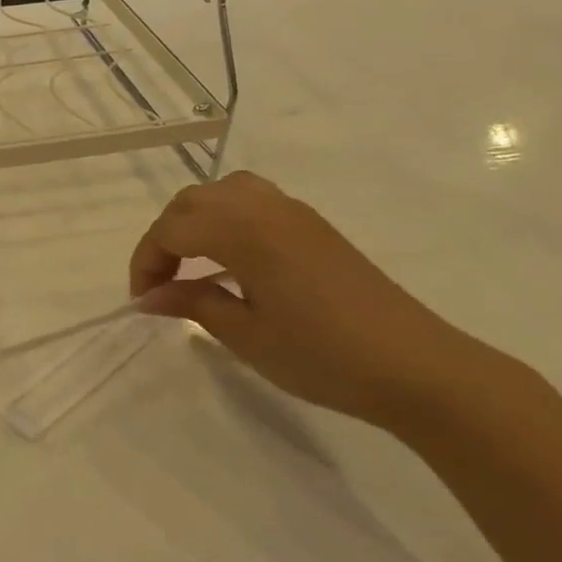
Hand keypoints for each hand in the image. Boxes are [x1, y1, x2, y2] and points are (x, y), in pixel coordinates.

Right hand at [129, 172, 519, 426]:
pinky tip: (232, 258)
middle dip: (164, 238)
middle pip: (192, 202)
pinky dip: (226, 219)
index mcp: (244, 232)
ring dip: (195, 220)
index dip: (147, 262)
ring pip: (223, 193)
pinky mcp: (314, 226)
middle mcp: (265, 209)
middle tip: (160, 284)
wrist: (419, 368)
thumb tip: (149, 296)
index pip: (172, 230)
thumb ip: (192, 304)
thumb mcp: (247, 335)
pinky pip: (252, 201)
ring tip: (190, 262)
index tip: (143, 301)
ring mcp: (294, 213)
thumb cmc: (324, 356)